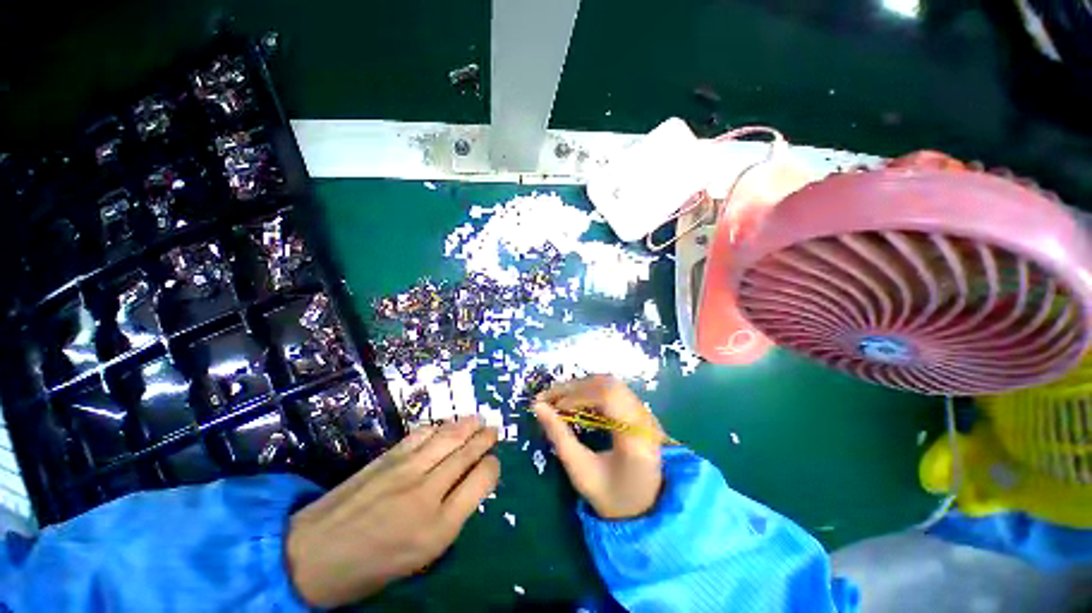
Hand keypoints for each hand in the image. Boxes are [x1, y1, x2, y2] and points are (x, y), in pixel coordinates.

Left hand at [286, 417, 499, 607]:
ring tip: (478, 419)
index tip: (493, 462)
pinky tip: (446, 425)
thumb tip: (469, 485)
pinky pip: (422, 433)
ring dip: (467, 425)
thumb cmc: (372, 566)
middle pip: (467, 453)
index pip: (482, 480)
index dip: (492, 466)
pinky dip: (439, 426)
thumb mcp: (422, 557)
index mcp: (439, 526)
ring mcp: (406, 470)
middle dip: (485, 437)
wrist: (313, 556)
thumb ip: (451, 517)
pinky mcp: (387, 458)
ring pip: (448, 437)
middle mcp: (428, 492)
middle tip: (493, 429)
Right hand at [534, 375, 663, 519]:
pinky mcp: (640, 411)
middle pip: (608, 385)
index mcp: (636, 437)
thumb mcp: (581, 472)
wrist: (646, 509)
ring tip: (558, 399)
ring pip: (610, 383)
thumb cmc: (612, 497)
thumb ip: (560, 438)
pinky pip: (613, 390)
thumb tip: (538, 407)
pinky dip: (590, 391)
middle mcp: (645, 418)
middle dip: (575, 387)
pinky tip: (575, 402)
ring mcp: (645, 412)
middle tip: (548, 397)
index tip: (552, 406)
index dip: (577, 395)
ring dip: (581, 387)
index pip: (608, 397)